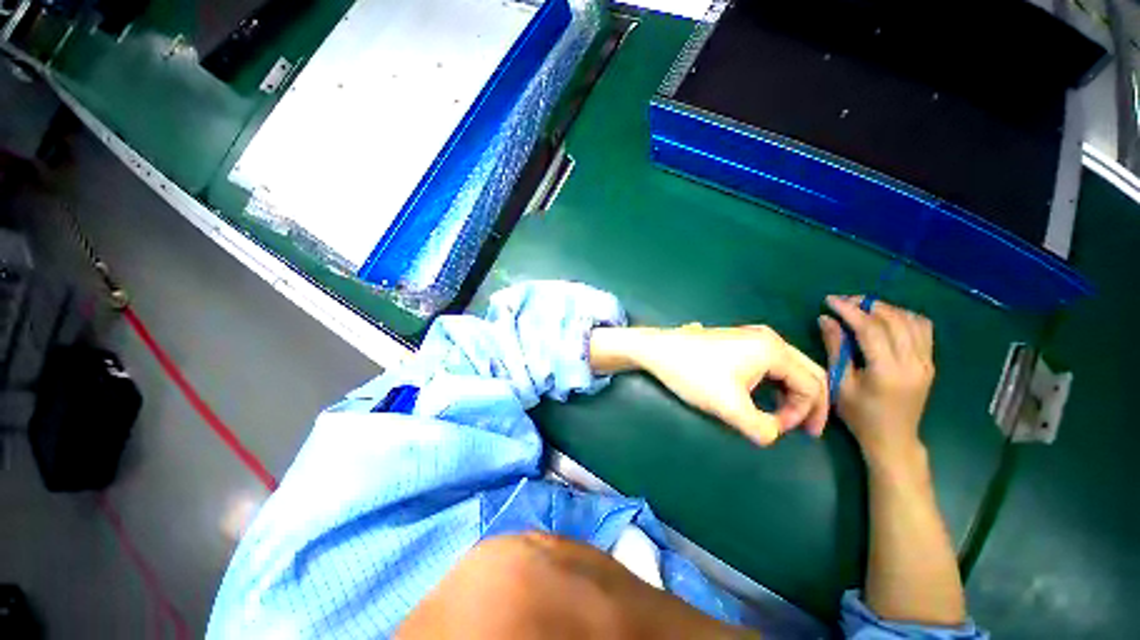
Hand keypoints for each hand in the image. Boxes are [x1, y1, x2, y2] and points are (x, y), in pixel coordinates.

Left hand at [591, 324, 828, 445]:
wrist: (659, 350)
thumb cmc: (694, 375)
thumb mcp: (730, 407)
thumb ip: (761, 428)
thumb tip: (773, 433)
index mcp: (773, 350)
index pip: (811, 385)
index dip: (804, 414)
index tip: (781, 430)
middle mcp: (768, 338)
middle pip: (806, 372)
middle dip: (809, 403)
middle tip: (805, 429)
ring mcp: (751, 336)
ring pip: (788, 367)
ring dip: (791, 393)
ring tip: (782, 415)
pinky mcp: (737, 341)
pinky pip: (770, 363)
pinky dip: (775, 383)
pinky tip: (765, 396)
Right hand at [819, 296, 934, 466]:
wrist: (893, 439)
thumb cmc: (860, 415)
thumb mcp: (840, 383)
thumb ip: (835, 348)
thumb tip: (826, 319)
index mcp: (887, 370)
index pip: (870, 329)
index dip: (849, 310)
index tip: (830, 300)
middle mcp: (913, 362)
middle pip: (894, 319)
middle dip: (867, 305)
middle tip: (844, 301)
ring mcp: (926, 362)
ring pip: (911, 320)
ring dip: (886, 309)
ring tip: (863, 308)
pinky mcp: (930, 362)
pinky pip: (922, 329)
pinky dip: (904, 317)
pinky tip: (887, 319)